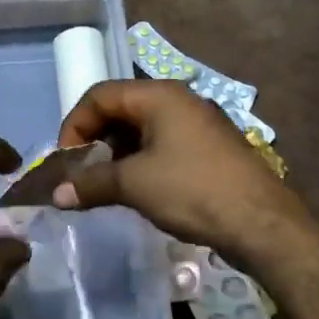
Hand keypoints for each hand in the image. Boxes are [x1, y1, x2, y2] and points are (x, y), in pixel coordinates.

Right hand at [53, 80, 309, 262]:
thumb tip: (56, 195)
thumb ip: (91, 183)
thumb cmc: (192, 190)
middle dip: (95, 139)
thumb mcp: (133, 185)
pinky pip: (163, 144)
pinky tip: (136, 189)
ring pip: (143, 128)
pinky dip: (141, 161)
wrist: (261, 223)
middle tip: (83, 173)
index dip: (75, 125)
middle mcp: (179, 99)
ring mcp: (198, 123)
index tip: (67, 161)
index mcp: (159, 95)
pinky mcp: (209, 147)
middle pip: (121, 108)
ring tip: (106, 185)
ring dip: (117, 153)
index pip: (100, 95)